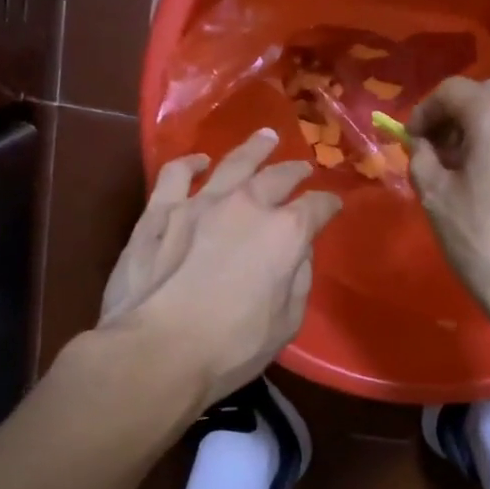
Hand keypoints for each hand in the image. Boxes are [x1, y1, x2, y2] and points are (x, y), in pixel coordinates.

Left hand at [100, 128, 341, 406]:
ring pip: (232, 163)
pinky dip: (190, 164)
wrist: (156, 351)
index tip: (333, 206)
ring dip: (253, 149)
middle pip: (278, 177)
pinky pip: (175, 174)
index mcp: (285, 233)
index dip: (328, 205)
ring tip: (265, 137)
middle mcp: (246, 206)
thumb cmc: (231, 347)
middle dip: (295, 171)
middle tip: (303, 168)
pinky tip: (198, 162)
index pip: (317, 208)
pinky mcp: (159, 212)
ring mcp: (199, 203)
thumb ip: (298, 279)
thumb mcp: (286, 323)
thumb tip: (298, 252)